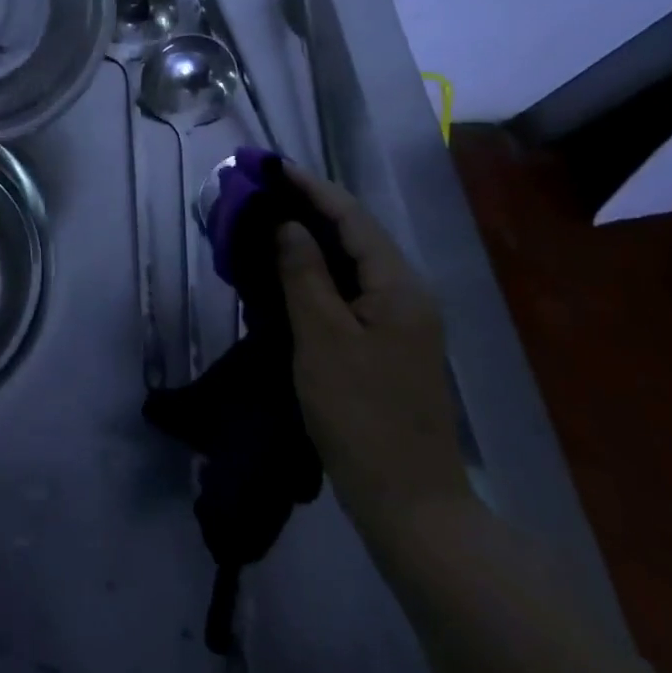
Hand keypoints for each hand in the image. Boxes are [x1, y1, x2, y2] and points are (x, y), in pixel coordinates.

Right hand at [277, 165, 471, 544]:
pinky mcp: (389, 344)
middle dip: (308, 208)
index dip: (310, 187)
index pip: (351, 216)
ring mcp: (401, 321)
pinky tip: (289, 272)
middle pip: (354, 234)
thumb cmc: (361, 415)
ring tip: (268, 222)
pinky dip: (319, 272)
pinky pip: (351, 290)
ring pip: (352, 262)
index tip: (270, 166)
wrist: (410, 506)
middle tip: (261, 193)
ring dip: (312, 239)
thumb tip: (287, 223)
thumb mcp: (321, 338)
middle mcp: (406, 293)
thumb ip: (303, 272)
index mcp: (398, 285)